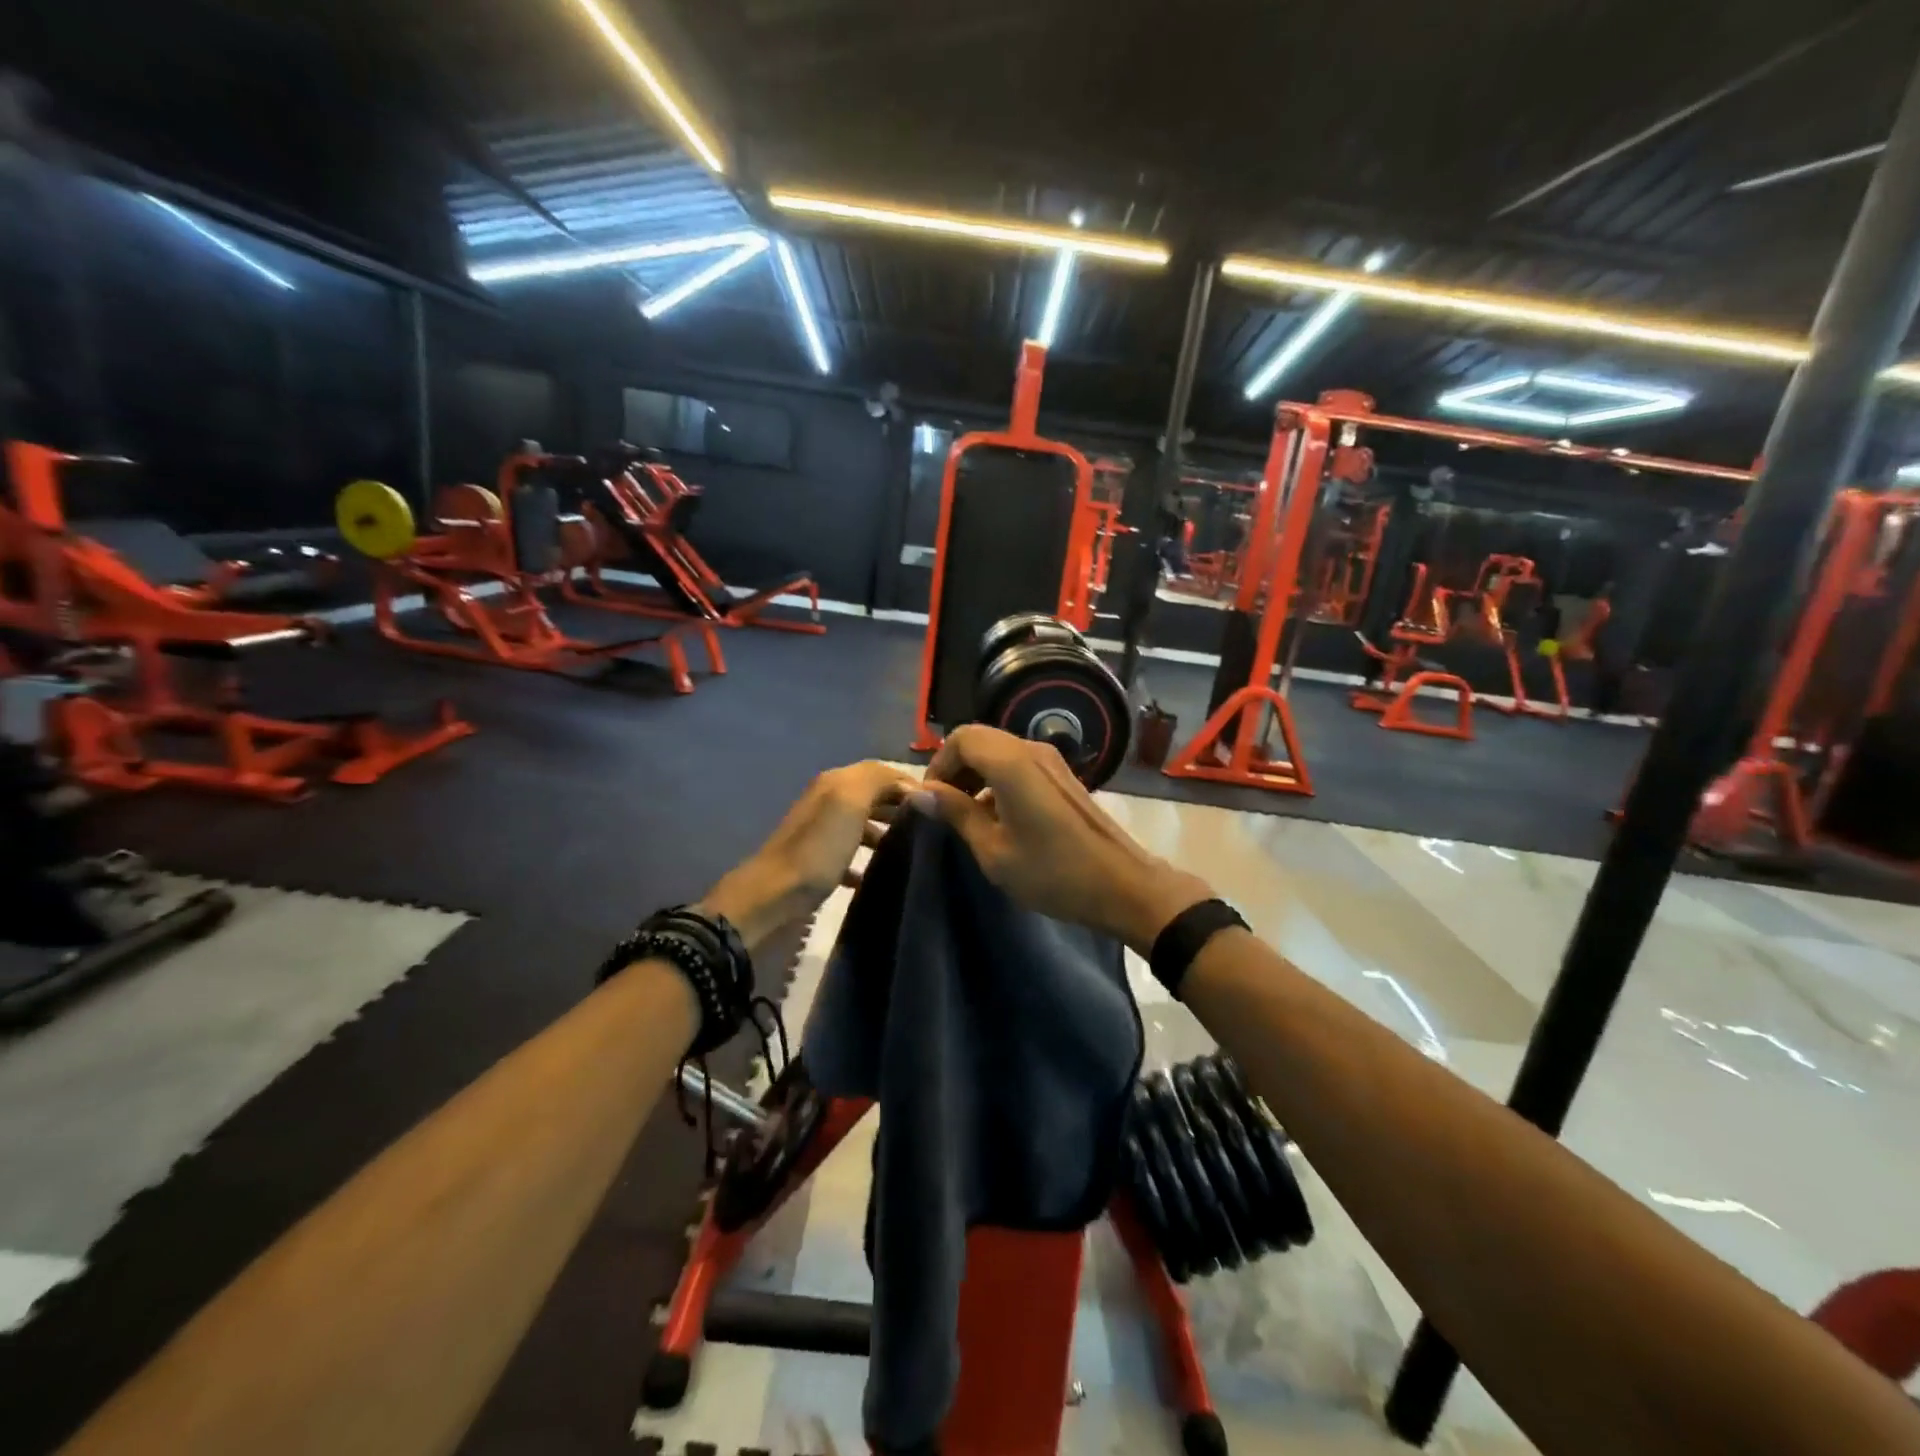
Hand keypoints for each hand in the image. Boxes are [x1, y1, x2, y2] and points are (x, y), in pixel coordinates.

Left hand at [698, 761, 919, 949]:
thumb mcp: (849, 801)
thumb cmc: (817, 848)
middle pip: (873, 796)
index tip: (940, 804)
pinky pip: (850, 857)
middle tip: (933, 828)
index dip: (910, 783)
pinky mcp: (818, 864)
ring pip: (863, 825)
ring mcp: (822, 834)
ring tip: (911, 850)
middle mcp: (828, 801)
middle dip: (901, 807)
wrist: (772, 897)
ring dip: (887, 833)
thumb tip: (911, 785)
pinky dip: (867, 862)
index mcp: (836, 782)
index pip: (882, 771)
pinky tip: (879, 876)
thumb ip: (878, 781)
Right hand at [920, 726, 1210, 949]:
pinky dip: (998, 779)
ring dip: (976, 774)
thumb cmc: (1053, 873)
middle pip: (979, 740)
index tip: (931, 801)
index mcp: (1011, 763)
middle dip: (955, 768)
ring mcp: (1051, 761)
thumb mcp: (994, 851)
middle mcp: (1032, 750)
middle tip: (945, 808)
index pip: (961, 739)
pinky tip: (998, 817)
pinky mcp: (1063, 775)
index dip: (938, 766)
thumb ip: (957, 814)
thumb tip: (920, 793)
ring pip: (999, 751)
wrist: (1123, 886)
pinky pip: (1018, 763)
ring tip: (968, 816)